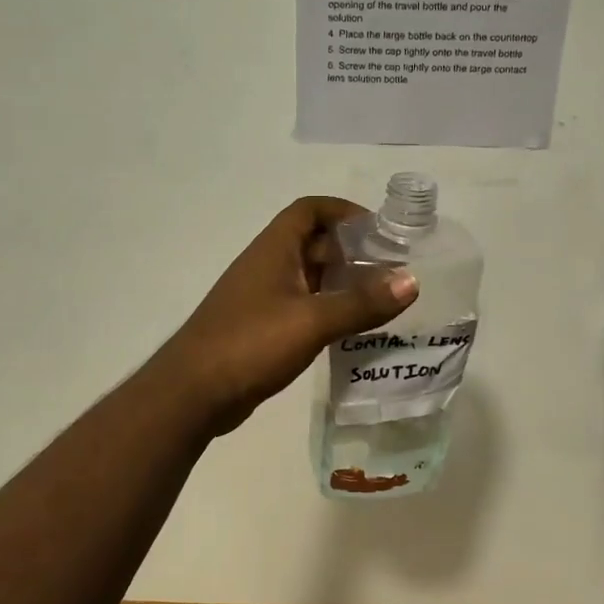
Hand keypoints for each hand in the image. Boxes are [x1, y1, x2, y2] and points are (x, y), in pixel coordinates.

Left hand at [155, 197, 419, 433]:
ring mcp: (261, 298)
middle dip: (352, 251)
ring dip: (341, 283)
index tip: (380, 231)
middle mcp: (267, 266)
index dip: (344, 211)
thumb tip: (411, 280)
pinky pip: (301, 307)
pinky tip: (351, 331)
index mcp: (274, 249)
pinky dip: (327, 310)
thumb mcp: (312, 321)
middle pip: (313, 243)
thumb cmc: (250, 343)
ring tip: (381, 301)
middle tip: (391, 271)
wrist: (192, 393)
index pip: (309, 210)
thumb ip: (361, 302)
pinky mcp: (260, 328)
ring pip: (308, 278)